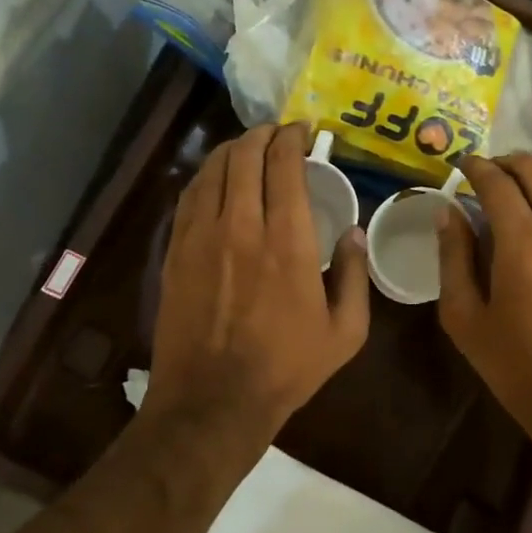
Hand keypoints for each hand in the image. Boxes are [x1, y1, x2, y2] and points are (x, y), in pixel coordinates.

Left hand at [148, 122, 369, 445]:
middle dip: (263, 134)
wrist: (212, 402)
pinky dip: (206, 176)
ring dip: (232, 149)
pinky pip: (189, 197)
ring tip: (248, 147)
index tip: (303, 130)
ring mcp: (201, 237)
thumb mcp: (345, 332)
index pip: (284, 166)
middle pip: (244, 157)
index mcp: (287, 242)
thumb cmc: (286, 368)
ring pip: (212, 170)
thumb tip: (354, 234)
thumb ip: (355, 277)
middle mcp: (241, 227)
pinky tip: (216, 178)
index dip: (293, 138)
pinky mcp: (175, 252)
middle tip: (278, 133)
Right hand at [436, 154, 531, 436]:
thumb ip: (453, 258)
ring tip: (513, 185)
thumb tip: (447, 212)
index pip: (497, 182)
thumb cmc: (517, 365)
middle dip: (506, 161)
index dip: (475, 167)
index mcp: (522, 242)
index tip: (460, 165)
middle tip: (484, 173)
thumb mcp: (465, 318)